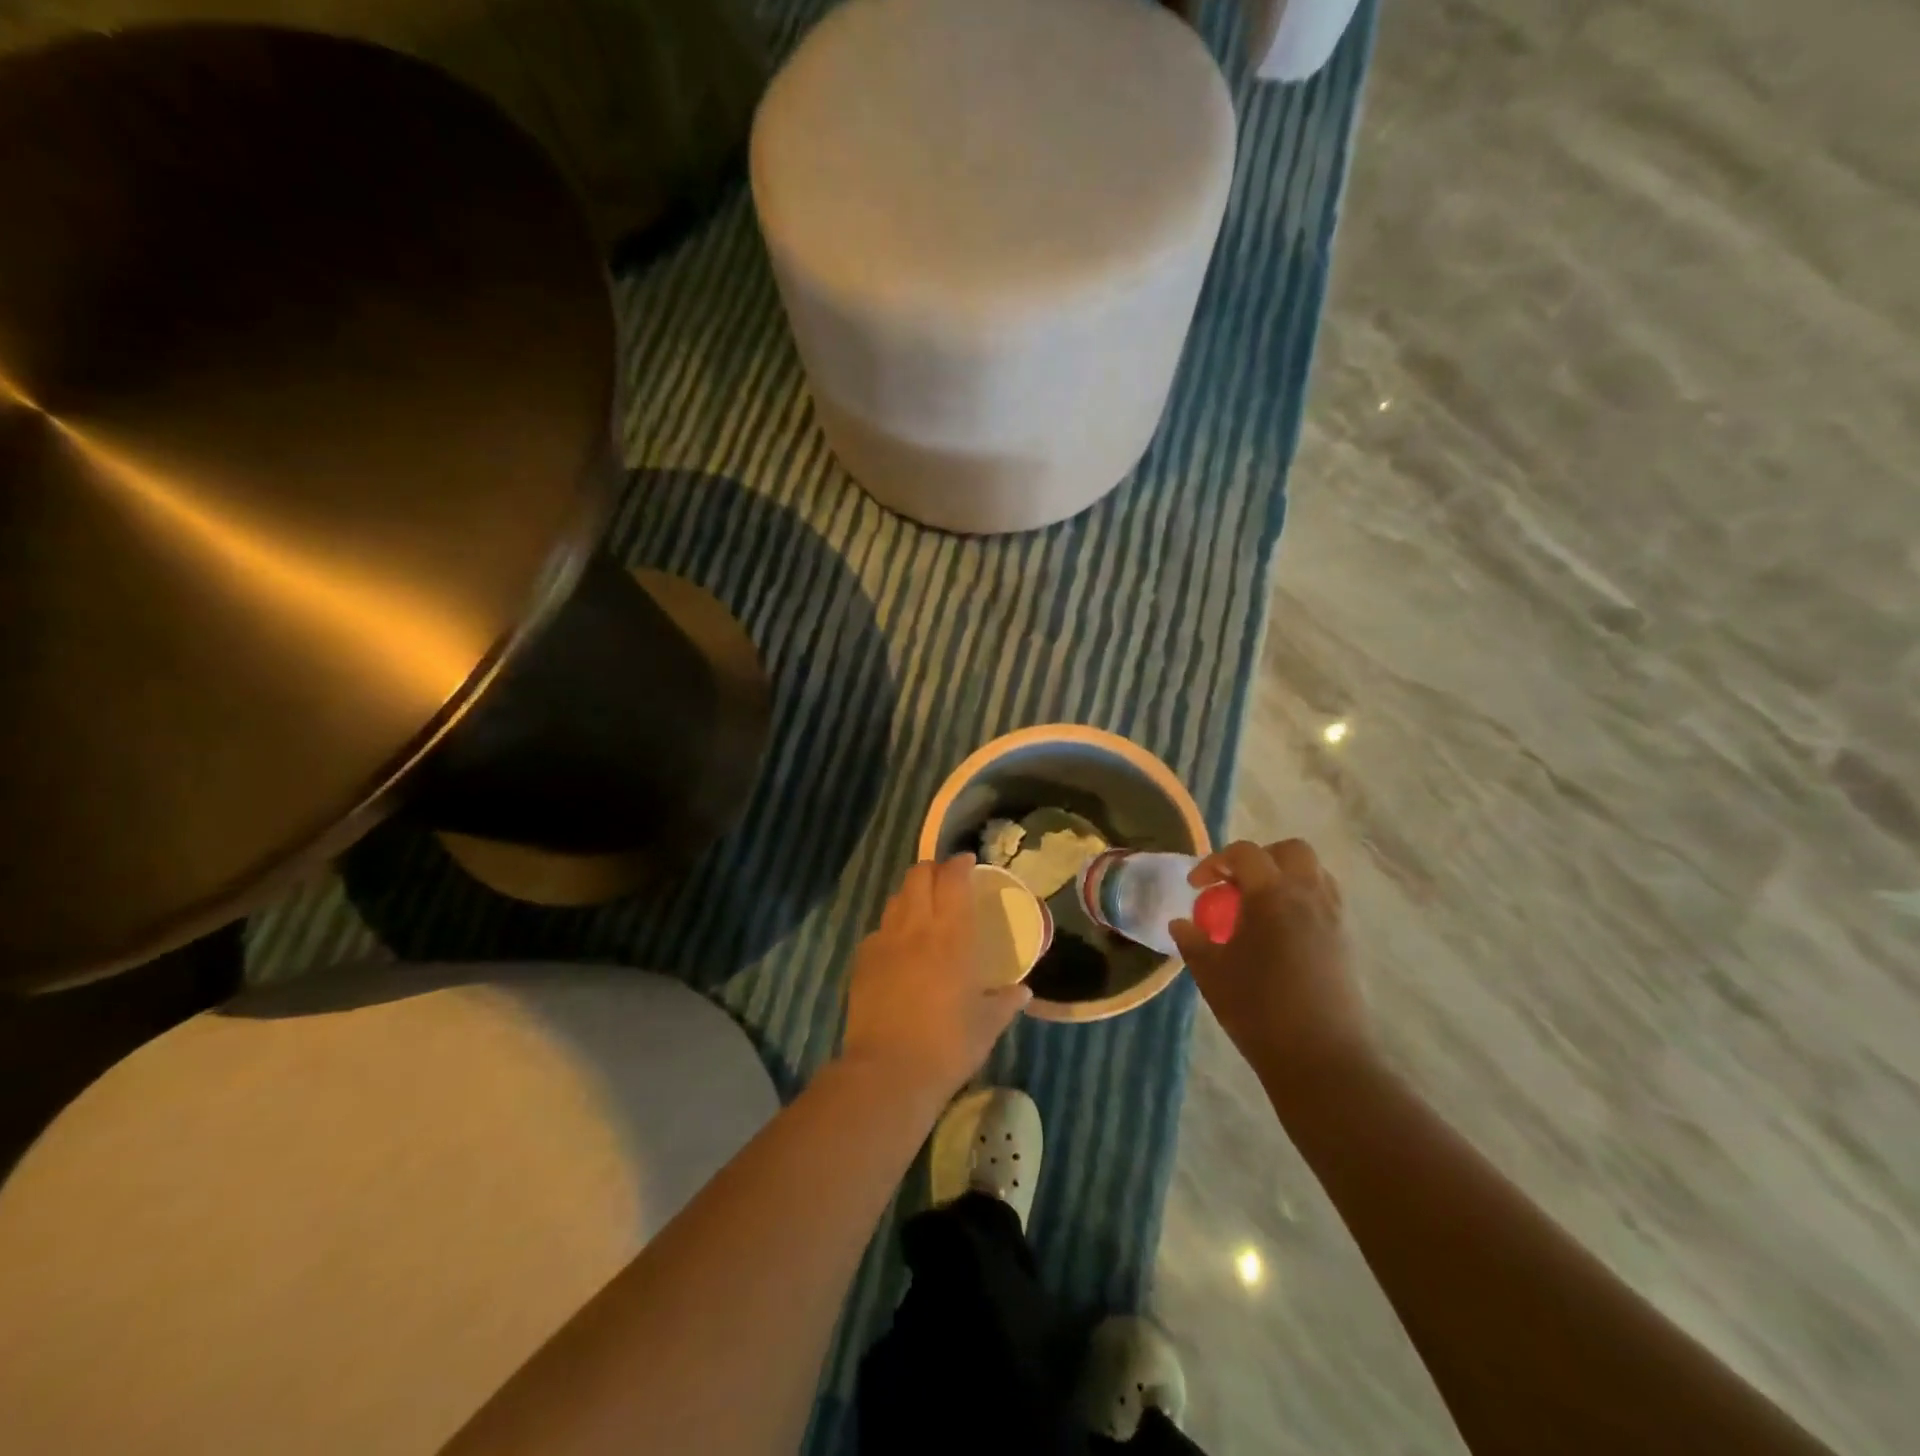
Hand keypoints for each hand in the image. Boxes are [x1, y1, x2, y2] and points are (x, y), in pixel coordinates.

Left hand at [842, 855, 1031, 1102]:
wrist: (888, 1072)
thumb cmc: (948, 1045)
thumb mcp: (987, 1025)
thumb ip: (1006, 1002)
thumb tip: (1022, 992)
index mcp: (952, 935)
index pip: (953, 879)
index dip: (960, 864)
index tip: (968, 862)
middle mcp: (916, 927)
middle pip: (918, 876)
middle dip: (933, 870)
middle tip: (946, 881)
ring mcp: (884, 942)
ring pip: (896, 898)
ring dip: (911, 894)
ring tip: (923, 908)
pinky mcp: (863, 961)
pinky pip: (879, 930)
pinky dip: (892, 927)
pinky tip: (899, 947)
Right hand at [1170, 839, 1371, 1082]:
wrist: (1322, 1058)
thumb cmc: (1259, 1009)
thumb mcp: (1212, 973)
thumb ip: (1193, 941)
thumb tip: (1181, 924)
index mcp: (1273, 895)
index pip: (1245, 854)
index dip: (1215, 862)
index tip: (1196, 886)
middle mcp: (1309, 896)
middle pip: (1291, 851)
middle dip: (1259, 859)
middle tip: (1234, 886)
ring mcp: (1334, 918)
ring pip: (1314, 874)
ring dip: (1284, 878)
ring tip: (1258, 908)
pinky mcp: (1346, 943)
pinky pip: (1325, 902)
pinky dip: (1301, 902)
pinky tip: (1280, 935)